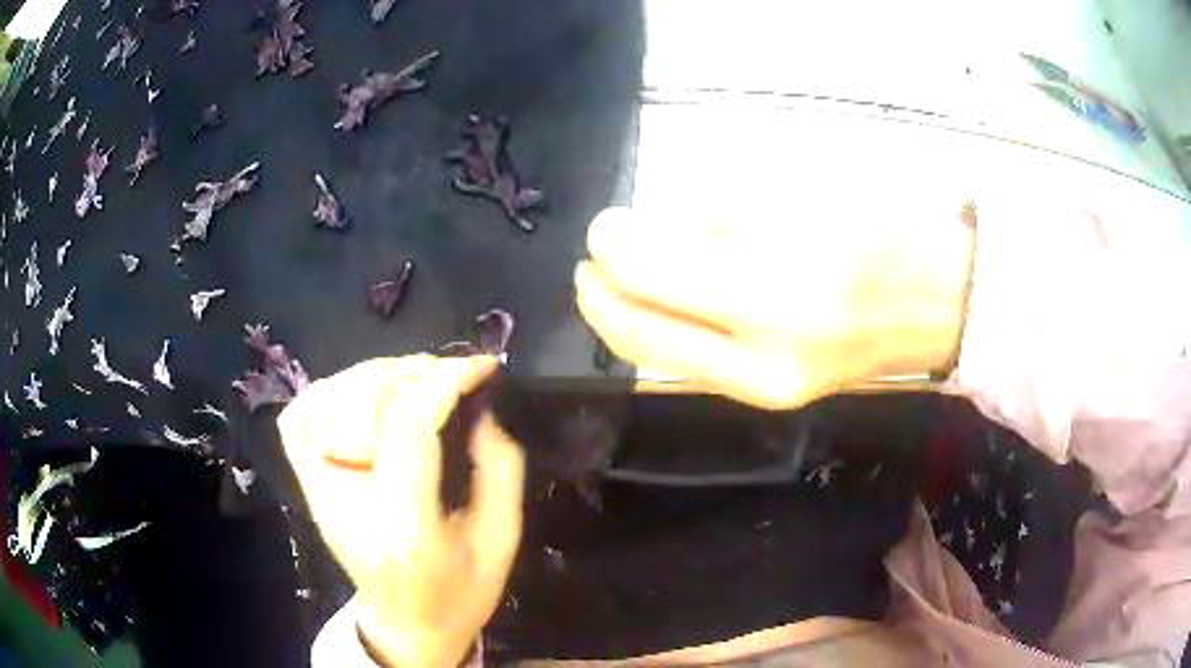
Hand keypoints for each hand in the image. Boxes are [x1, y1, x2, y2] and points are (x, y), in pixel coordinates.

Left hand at [278, 355, 523, 667]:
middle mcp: (348, 502)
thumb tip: (482, 410)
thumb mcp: (501, 541)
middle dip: (414, 372)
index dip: (446, 381)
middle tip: (452, 371)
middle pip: (364, 404)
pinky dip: (326, 390)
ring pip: (324, 401)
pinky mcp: (308, 487)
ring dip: (372, 374)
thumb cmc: (459, 593)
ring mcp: (318, 492)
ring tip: (412, 375)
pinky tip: (361, 391)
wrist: (405, 624)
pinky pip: (298, 420)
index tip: (482, 367)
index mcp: (403, 526)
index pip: (409, 426)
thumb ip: (500, 471)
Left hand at [576, 205, 975, 409]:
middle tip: (589, 260)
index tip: (606, 223)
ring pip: (660, 362)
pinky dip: (658, 340)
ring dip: (620, 323)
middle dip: (600, 295)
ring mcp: (766, 392)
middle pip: (642, 333)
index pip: (652, 276)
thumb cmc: (883, 229)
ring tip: (604, 284)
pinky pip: (692, 371)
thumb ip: (715, 219)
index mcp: (773, 295)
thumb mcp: (796, 197)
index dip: (614, 246)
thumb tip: (658, 229)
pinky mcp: (772, 401)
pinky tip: (649, 310)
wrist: (936, 301)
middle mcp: (762, 360)